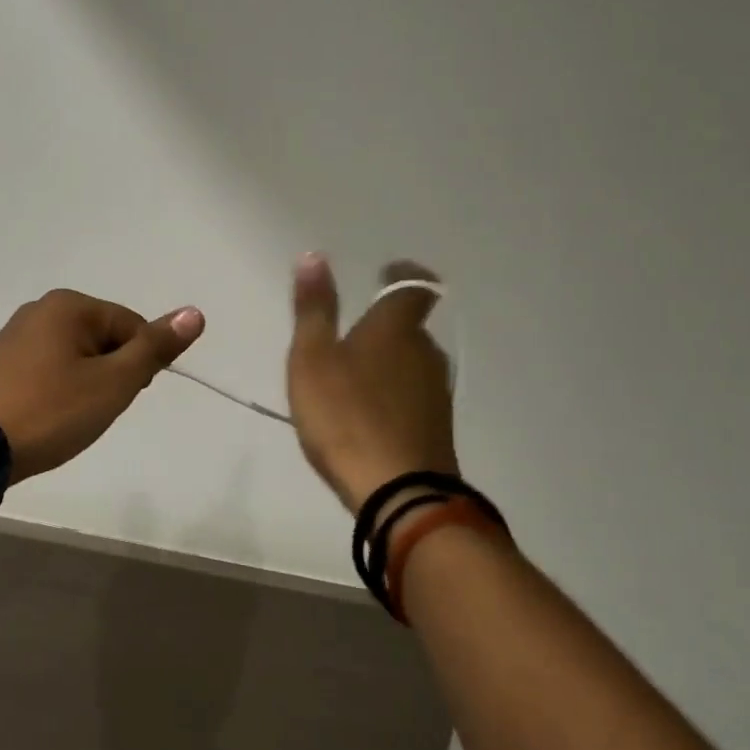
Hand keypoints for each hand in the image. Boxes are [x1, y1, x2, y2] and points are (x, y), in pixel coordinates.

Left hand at [0, 289, 205, 481]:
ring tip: (70, 416)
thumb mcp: (114, 382)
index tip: (121, 398)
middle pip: (104, 338)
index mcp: (69, 305)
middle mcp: (41, 308)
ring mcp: (17, 333)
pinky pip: (50, 367)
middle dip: (110, 374)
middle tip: (93, 410)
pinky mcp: (3, 360)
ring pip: (77, 356)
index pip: (131, 326)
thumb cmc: (53, 410)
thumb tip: (195, 313)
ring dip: (86, 384)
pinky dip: (60, 388)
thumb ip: (154, 348)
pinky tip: (49, 414)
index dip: (137, 366)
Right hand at [287, 255, 458, 511]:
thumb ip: (314, 308)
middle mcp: (425, 354)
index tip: (386, 273)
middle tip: (347, 338)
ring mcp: (436, 393)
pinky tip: (368, 416)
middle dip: (384, 327)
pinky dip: (394, 395)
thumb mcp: (312, 358)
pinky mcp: (437, 428)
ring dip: (388, 363)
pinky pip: (414, 397)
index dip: (402, 275)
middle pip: (410, 328)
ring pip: (412, 364)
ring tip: (352, 380)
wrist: (398, 493)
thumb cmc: (345, 415)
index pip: (414, 286)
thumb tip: (314, 256)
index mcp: (395, 329)